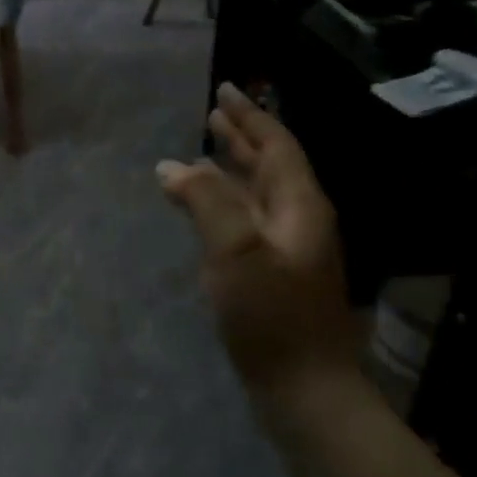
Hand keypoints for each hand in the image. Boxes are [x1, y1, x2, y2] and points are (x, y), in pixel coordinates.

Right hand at [157, 84, 356, 398]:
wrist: (303, 385)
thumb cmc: (270, 315)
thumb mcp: (235, 251)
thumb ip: (206, 202)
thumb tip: (173, 166)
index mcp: (299, 206)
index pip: (276, 146)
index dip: (250, 117)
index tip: (224, 90)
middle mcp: (298, 220)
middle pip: (270, 165)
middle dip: (242, 137)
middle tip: (214, 112)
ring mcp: (287, 248)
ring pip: (258, 193)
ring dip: (232, 168)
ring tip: (205, 150)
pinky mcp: (272, 273)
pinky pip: (247, 219)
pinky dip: (225, 201)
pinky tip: (207, 208)